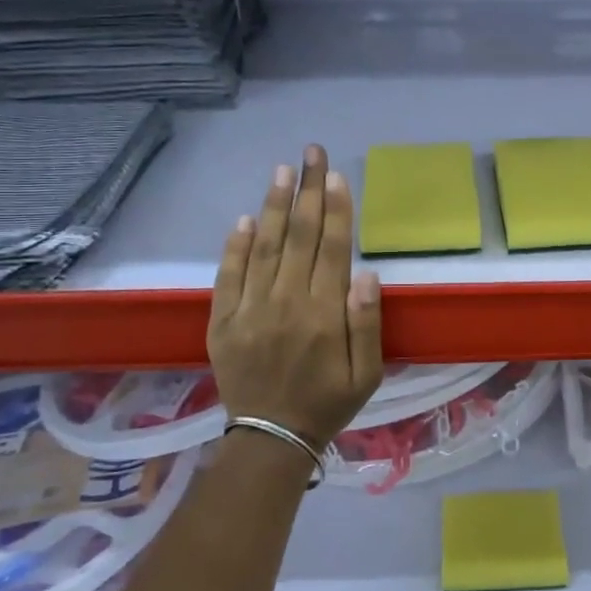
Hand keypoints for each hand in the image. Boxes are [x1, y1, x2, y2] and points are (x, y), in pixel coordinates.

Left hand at [208, 144, 383, 446]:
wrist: (271, 438)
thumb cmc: (328, 403)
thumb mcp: (367, 374)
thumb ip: (368, 323)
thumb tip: (366, 274)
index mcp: (325, 314)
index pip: (333, 249)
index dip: (336, 209)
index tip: (335, 175)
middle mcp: (286, 303)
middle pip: (300, 237)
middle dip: (307, 190)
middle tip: (311, 152)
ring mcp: (250, 310)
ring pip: (265, 247)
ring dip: (274, 206)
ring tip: (281, 171)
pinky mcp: (223, 321)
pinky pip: (228, 276)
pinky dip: (236, 246)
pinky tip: (245, 218)